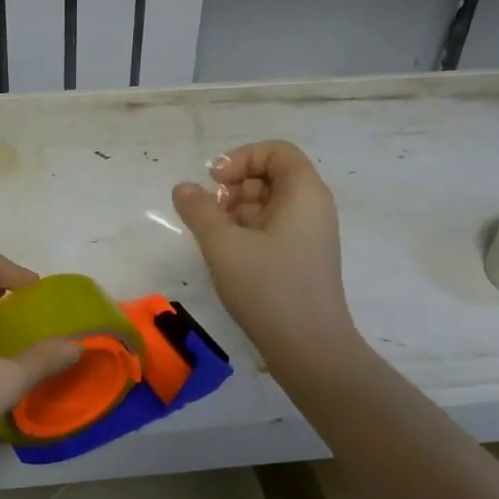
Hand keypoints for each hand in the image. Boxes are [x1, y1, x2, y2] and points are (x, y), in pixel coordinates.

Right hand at [171, 141, 353, 356]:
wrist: (309, 347)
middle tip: (210, 211)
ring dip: (238, 210)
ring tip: (214, 236)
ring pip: (271, 204)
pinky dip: (250, 231)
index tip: (214, 182)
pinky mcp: (304, 259)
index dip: (242, 158)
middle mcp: (314, 207)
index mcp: (304, 192)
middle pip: (274, 175)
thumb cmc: (268, 287)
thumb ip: (199, 210)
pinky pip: (276, 229)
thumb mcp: (224, 245)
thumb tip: (184, 188)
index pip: (277, 151)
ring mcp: (311, 235)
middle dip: (236, 186)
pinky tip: (228, 256)